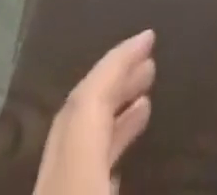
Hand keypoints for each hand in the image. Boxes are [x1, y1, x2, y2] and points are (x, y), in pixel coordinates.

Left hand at [33, 30, 155, 194]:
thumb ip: (156, 173)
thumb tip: (168, 118)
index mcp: (69, 179)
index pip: (86, 102)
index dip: (118, 62)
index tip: (148, 37)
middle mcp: (48, 183)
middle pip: (74, 118)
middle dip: (112, 83)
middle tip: (149, 64)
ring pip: (71, 148)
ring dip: (107, 120)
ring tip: (144, 103)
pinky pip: (69, 179)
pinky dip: (96, 155)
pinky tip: (117, 165)